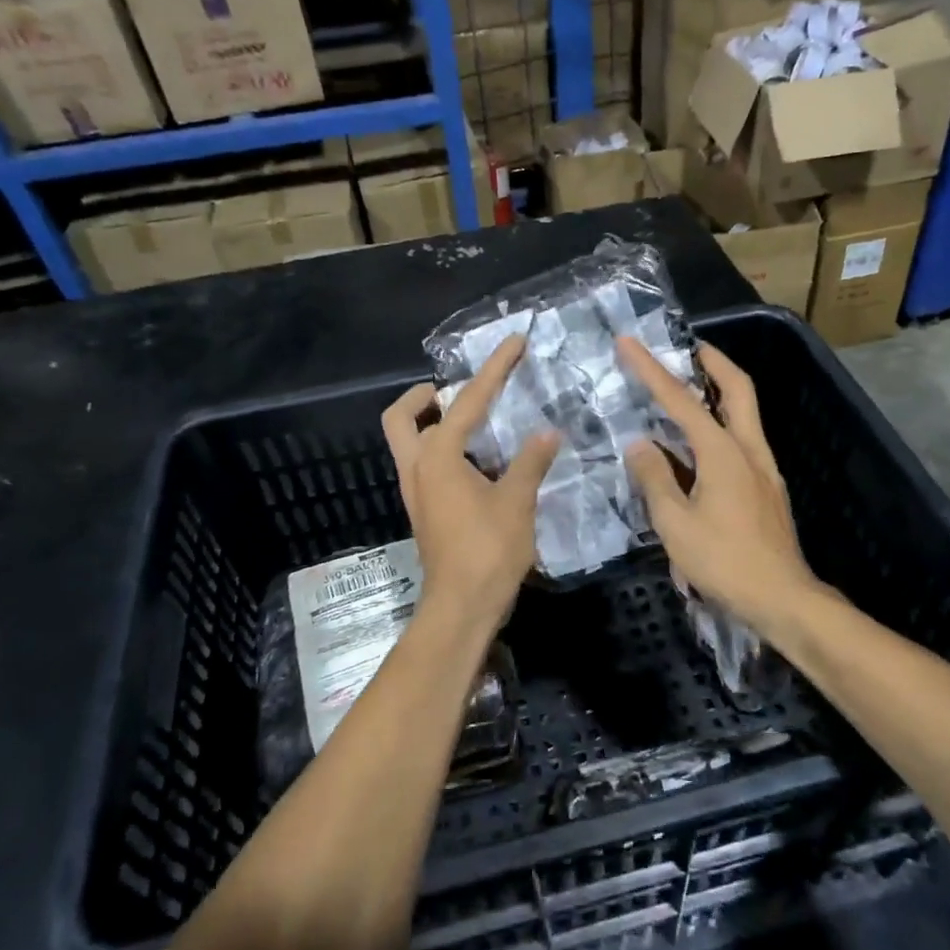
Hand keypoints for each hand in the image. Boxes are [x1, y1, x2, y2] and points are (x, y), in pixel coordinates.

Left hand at [382, 334, 560, 635]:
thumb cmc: (488, 551)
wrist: (462, 607)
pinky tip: (477, 458)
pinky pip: (424, 465)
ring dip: (431, 423)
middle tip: (455, 390)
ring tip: (474, 419)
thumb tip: (547, 432)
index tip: (514, 343)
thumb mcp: (517, 502)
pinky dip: (442, 449)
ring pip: (408, 443)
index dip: (494, 369)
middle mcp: (417, 468)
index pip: (467, 401)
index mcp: (438, 457)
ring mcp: (416, 492)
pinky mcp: (424, 511)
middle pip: (403, 418)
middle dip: (423, 397)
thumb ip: (530, 461)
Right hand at [616, 336, 823, 634]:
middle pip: (738, 389)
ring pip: (745, 413)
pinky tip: (699, 445)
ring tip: (689, 388)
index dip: (651, 369)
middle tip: (688, 347)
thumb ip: (655, 479)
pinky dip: (721, 425)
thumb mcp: (675, 524)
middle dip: (713, 361)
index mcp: (723, 453)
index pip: (681, 400)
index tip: (629, 343)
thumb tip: (640, 445)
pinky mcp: (767, 488)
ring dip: (720, 391)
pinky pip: (742, 441)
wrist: (782, 599)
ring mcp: (763, 469)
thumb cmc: (724, 562)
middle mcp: (749, 450)